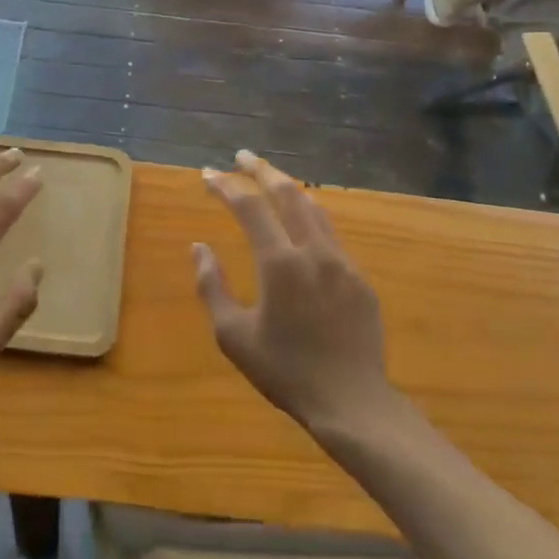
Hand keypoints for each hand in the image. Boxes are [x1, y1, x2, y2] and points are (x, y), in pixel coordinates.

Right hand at [194, 151, 395, 436]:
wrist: (352, 402)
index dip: (225, 186)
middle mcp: (313, 251)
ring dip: (289, 188)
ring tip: (270, 180)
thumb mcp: (233, 335)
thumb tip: (199, 248)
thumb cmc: (285, 371)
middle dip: (261, 170)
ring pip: (314, 208)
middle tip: (242, 156)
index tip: (207, 175)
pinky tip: (301, 226)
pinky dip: (310, 218)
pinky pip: (331, 236)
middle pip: (287, 193)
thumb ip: (211, 286)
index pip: (249, 207)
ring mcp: (342, 262)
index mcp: (279, 263)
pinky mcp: (360, 278)